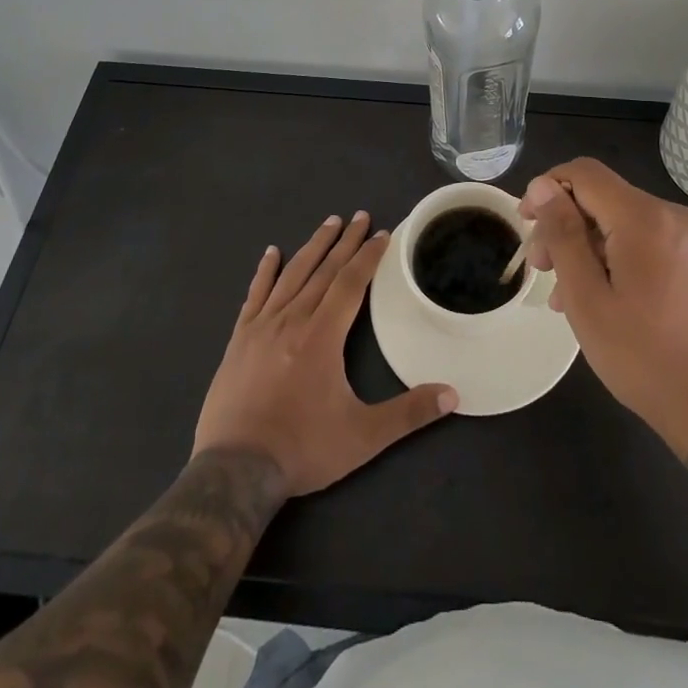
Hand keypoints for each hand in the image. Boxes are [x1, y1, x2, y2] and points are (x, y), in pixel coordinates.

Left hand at [194, 211, 456, 495]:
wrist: (235, 470)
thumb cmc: (302, 448)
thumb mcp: (363, 437)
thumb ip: (408, 414)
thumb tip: (453, 395)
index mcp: (323, 335)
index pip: (351, 283)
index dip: (369, 256)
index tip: (383, 233)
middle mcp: (293, 320)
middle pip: (324, 270)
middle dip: (346, 242)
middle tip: (361, 216)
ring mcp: (262, 327)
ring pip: (292, 275)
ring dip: (313, 247)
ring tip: (329, 223)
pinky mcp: (239, 340)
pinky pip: (255, 295)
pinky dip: (265, 271)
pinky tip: (271, 253)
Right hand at [522, 160, 687, 455]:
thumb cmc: (645, 358)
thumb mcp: (587, 299)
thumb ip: (563, 235)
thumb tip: (542, 186)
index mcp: (645, 218)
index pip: (584, 173)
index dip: (547, 189)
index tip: (526, 224)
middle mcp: (674, 215)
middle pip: (605, 198)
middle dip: (567, 224)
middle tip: (542, 270)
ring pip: (627, 223)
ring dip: (591, 246)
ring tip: (568, 294)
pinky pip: (652, 242)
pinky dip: (621, 257)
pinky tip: (608, 298)